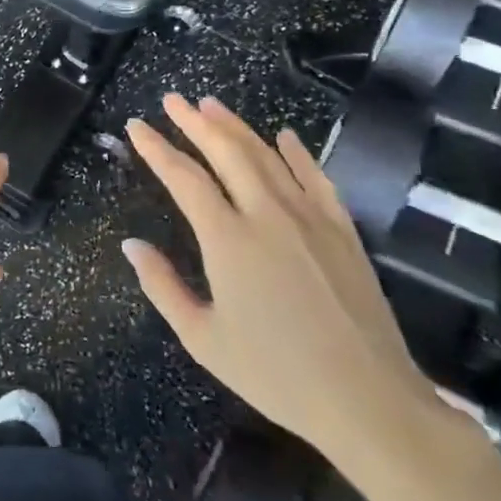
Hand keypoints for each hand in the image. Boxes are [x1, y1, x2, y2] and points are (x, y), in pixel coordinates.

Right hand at [123, 94, 435, 470]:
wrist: (369, 400)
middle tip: (172, 99)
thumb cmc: (276, 374)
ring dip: (236, 127)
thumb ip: (162, 286)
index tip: (137, 125)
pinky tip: (284, 136)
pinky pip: (316, 178)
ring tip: (211, 105)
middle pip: (226, 152)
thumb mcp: (202, 339)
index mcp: (228, 239)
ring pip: (267, 156)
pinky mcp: (343, 231)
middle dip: (195, 122)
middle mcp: (267, 215)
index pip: (184, 178)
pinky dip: (296, 153)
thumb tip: (131, 245)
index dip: (157, 148)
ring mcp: (310, 218)